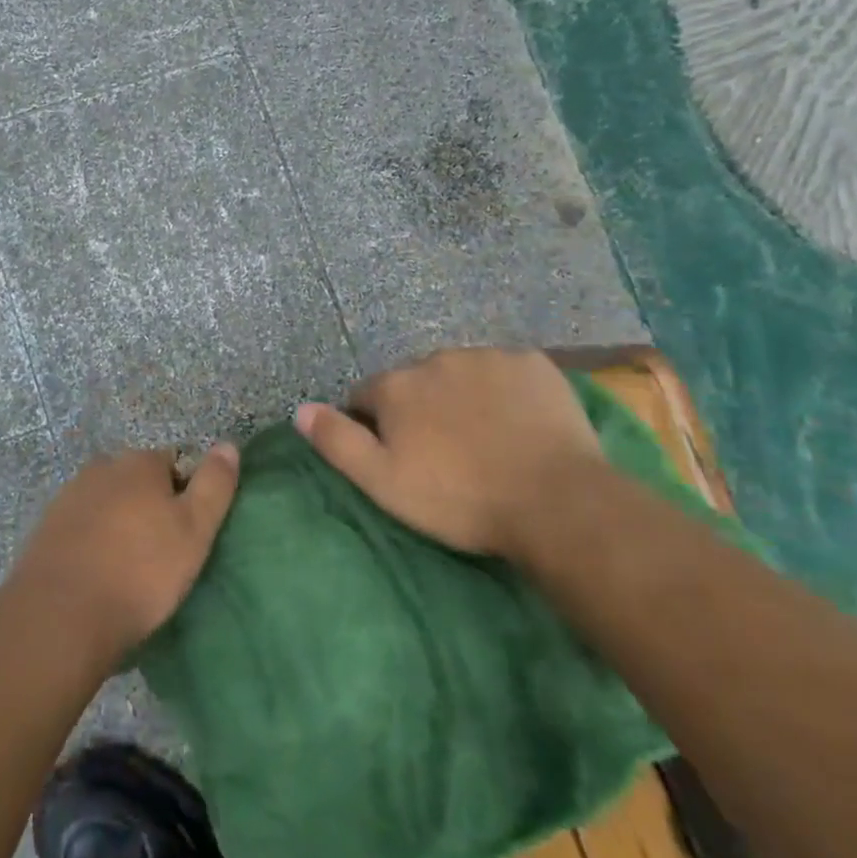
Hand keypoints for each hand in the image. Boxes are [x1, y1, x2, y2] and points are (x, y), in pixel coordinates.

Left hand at [6, 444, 239, 669]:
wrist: (61, 615)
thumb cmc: (140, 571)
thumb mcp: (194, 530)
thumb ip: (214, 485)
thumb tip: (229, 445)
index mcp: (139, 462)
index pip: (173, 464)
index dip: (185, 495)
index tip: (187, 533)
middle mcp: (102, 467)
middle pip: (137, 481)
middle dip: (149, 507)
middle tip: (160, 553)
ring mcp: (68, 496)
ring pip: (107, 503)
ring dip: (119, 524)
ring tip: (128, 570)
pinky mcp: (46, 528)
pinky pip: (82, 527)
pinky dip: (92, 542)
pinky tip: (97, 575)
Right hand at [295, 347, 604, 558]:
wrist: (556, 501)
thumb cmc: (460, 499)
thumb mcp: (384, 482)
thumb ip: (337, 441)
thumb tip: (300, 409)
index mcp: (397, 385)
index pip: (366, 395)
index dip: (375, 425)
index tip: (399, 456)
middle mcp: (435, 359)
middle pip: (415, 381)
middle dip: (420, 407)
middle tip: (445, 453)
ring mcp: (487, 356)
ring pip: (460, 373)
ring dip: (461, 396)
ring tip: (486, 440)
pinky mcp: (533, 364)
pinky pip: (506, 372)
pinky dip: (505, 391)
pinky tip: (520, 424)